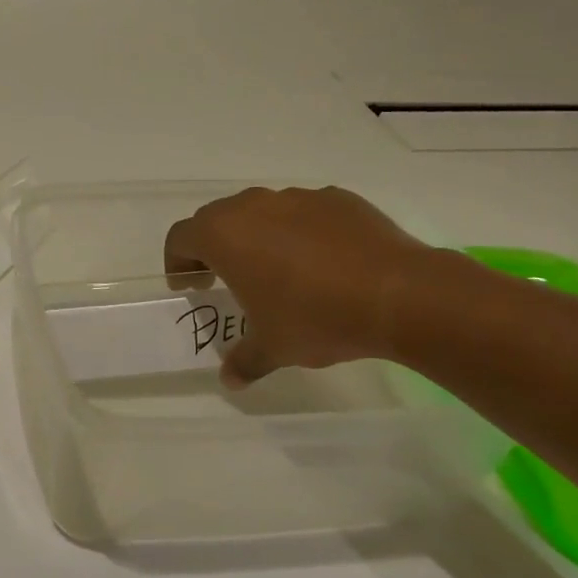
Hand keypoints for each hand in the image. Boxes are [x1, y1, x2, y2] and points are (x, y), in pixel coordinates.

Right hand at [163, 186, 435, 383]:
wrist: (399, 294)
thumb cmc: (316, 318)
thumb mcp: (273, 348)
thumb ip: (244, 360)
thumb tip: (230, 380)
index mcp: (224, 235)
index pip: (180, 237)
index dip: (178, 262)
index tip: (191, 286)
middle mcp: (253, 206)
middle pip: (217, 218)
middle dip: (214, 246)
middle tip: (226, 278)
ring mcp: (297, 197)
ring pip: (262, 212)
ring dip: (258, 236)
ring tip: (279, 271)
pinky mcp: (336, 198)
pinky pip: (305, 212)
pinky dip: (302, 232)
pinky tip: (324, 263)